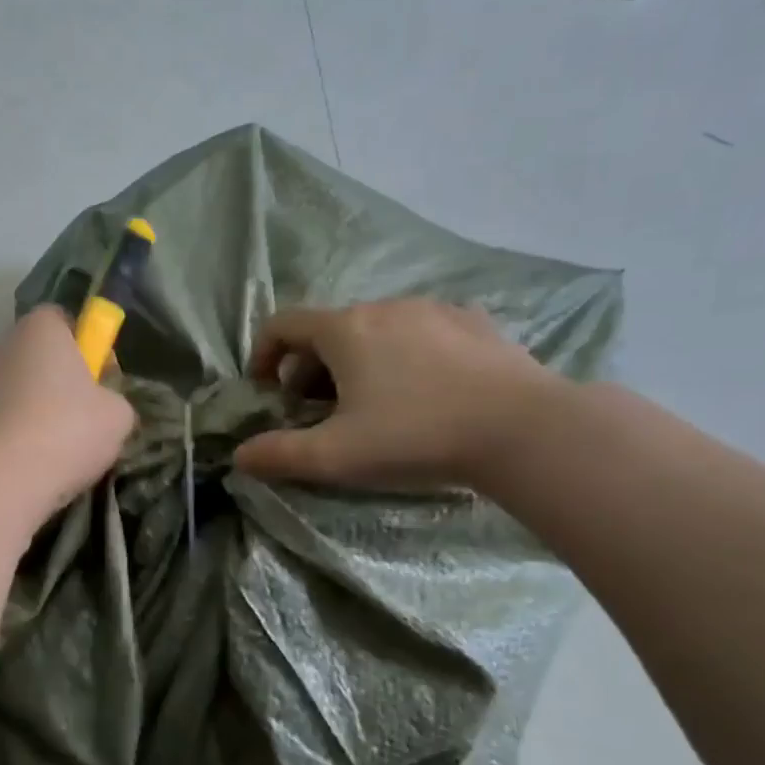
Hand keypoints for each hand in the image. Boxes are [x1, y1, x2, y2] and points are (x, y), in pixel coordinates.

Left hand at [0, 306, 135, 518]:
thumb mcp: (118, 416)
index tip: (97, 378)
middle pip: (33, 354)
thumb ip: (112, 398)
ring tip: (45, 445)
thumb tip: (103, 405)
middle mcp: (1, 343)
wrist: (3, 478)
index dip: (83, 345)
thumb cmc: (68, 432)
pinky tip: (19, 458)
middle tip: (76, 416)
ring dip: (25, 404)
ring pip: (9, 385)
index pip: (62, 320)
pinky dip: (3, 429)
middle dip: (52, 377)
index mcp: (41, 329)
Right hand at [233, 298, 557, 492]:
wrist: (525, 429)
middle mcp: (384, 307)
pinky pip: (419, 333)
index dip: (263, 355)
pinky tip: (424, 392)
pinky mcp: (474, 324)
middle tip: (317, 412)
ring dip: (355, 362)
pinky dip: (402, 356)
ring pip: (375, 330)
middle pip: (328, 330)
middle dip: (309, 368)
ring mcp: (434, 310)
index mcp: (345, 330)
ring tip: (371, 405)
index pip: (283, 324)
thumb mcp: (336, 456)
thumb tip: (240, 457)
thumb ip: (279, 456)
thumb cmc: (416, 436)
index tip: (266, 390)